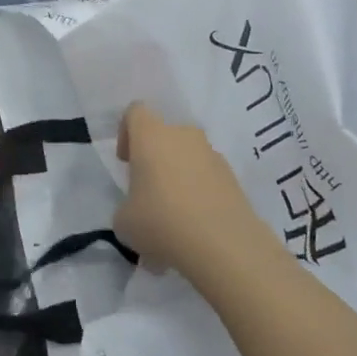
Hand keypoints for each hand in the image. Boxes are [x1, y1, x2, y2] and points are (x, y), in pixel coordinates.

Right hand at [115, 103, 269, 286]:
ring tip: (174, 217)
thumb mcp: (124, 221)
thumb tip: (138, 209)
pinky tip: (195, 226)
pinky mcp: (232, 176)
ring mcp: (211, 153)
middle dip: (155, 159)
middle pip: (164, 135)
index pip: (135, 112)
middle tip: (149, 192)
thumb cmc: (161, 222)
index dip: (126, 133)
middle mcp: (183, 135)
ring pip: (188, 156)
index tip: (126, 162)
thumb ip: (126, 206)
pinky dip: (199, 193)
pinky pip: (208, 177)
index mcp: (151, 135)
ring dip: (178, 176)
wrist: (222, 244)